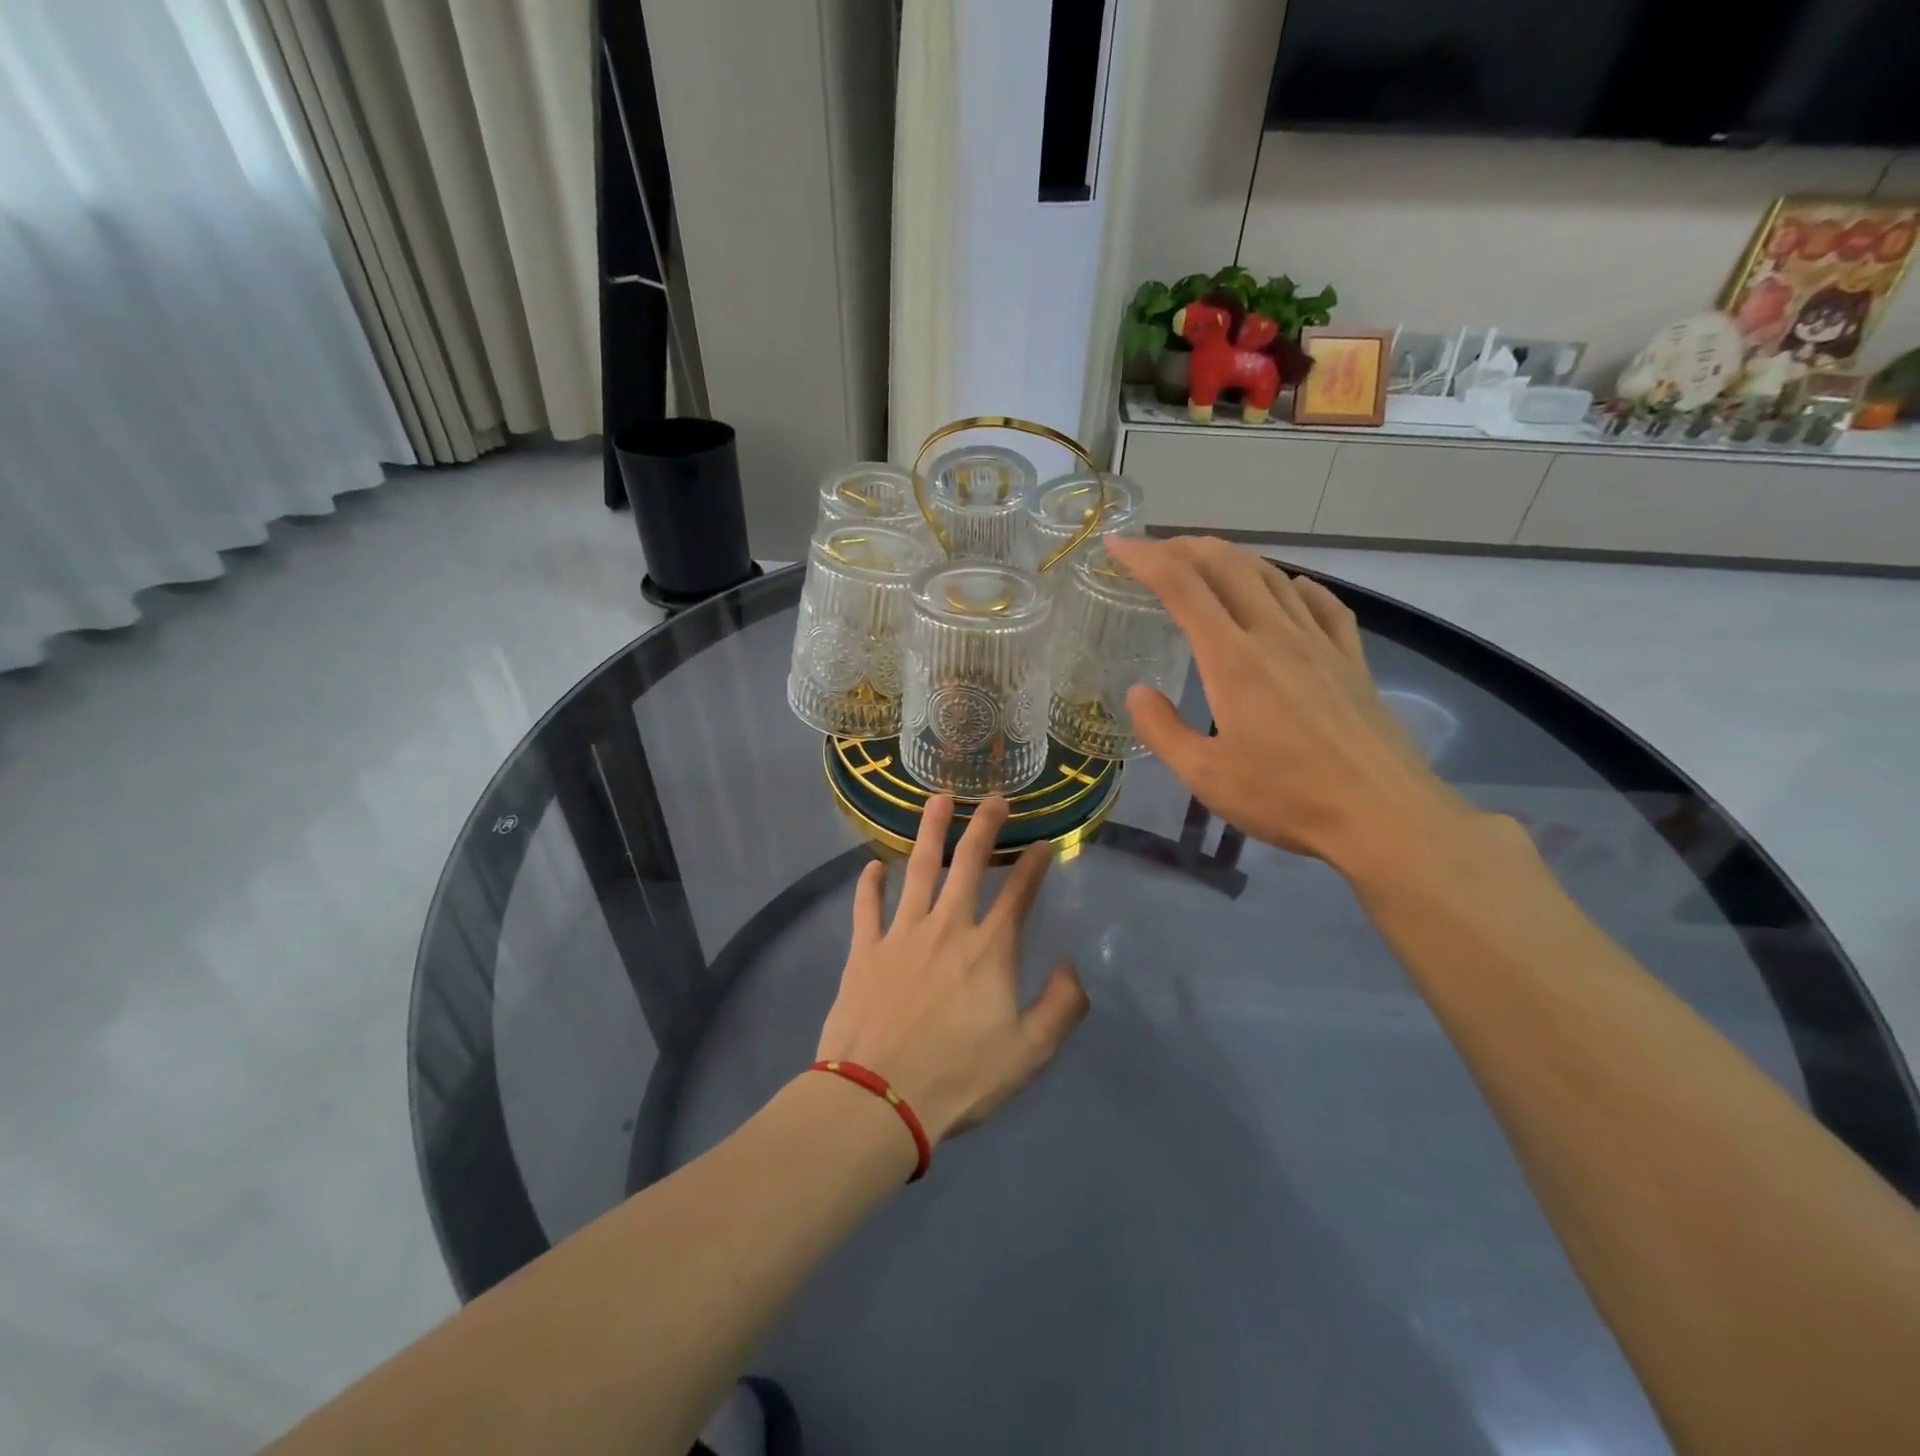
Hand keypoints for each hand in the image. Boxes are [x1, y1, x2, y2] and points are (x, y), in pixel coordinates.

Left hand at [815, 796, 1089, 1143]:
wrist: (878, 1098)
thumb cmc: (958, 1077)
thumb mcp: (1028, 1053)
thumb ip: (1061, 1007)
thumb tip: (1070, 966)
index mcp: (989, 950)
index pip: (1018, 894)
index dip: (1034, 865)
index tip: (1044, 843)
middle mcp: (947, 927)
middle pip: (968, 864)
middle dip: (984, 826)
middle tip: (994, 798)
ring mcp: (902, 934)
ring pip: (918, 869)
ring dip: (930, 831)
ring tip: (938, 799)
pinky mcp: (865, 950)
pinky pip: (867, 906)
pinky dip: (869, 884)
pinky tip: (873, 866)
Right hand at [1106, 535, 1465, 871]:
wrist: (1383, 816)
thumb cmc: (1286, 798)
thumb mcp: (1205, 775)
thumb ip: (1162, 730)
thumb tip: (1138, 693)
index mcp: (1233, 660)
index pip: (1183, 586)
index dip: (1145, 557)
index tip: (1116, 544)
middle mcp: (1275, 635)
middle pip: (1228, 565)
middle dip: (1185, 547)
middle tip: (1155, 551)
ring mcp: (1320, 643)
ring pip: (1272, 576)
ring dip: (1233, 559)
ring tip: (1207, 564)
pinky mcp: (1352, 659)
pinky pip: (1323, 603)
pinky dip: (1295, 584)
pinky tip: (1289, 589)